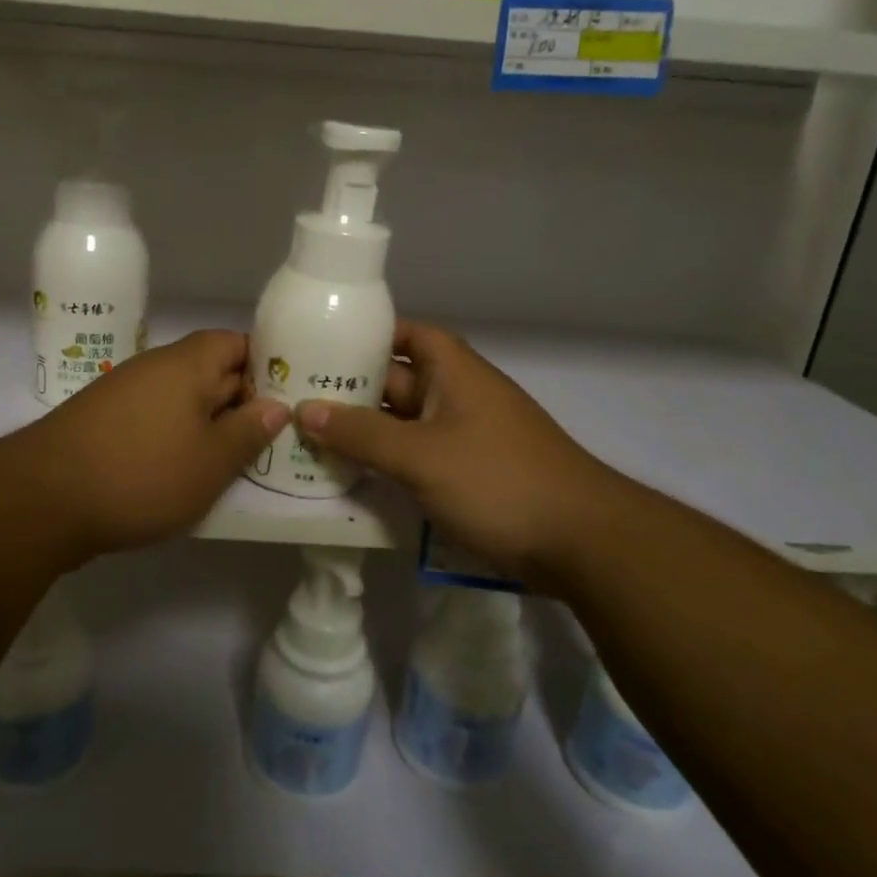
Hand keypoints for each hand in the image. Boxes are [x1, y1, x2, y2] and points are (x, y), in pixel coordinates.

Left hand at [13, 330, 288, 557]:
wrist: (43, 499)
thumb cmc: (142, 474)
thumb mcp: (211, 461)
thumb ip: (248, 431)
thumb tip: (275, 405)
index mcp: (186, 363)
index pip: (237, 343)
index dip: (265, 366)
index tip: (287, 400)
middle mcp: (154, 367)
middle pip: (210, 370)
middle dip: (241, 401)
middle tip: (271, 438)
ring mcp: (124, 393)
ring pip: (182, 399)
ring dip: (207, 425)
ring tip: (233, 461)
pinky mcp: (103, 422)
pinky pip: (154, 419)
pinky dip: (175, 438)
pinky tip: (184, 472)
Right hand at [294, 320, 627, 579]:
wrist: (582, 542)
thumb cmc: (497, 481)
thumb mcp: (420, 455)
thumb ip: (361, 433)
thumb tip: (303, 409)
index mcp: (454, 371)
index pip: (406, 334)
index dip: (366, 335)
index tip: (320, 346)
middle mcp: (459, 396)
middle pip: (397, 381)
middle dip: (350, 390)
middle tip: (295, 399)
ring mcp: (466, 437)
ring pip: (403, 424)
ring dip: (364, 432)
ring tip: (309, 439)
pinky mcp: (470, 474)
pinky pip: (417, 457)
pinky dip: (387, 462)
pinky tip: (351, 478)